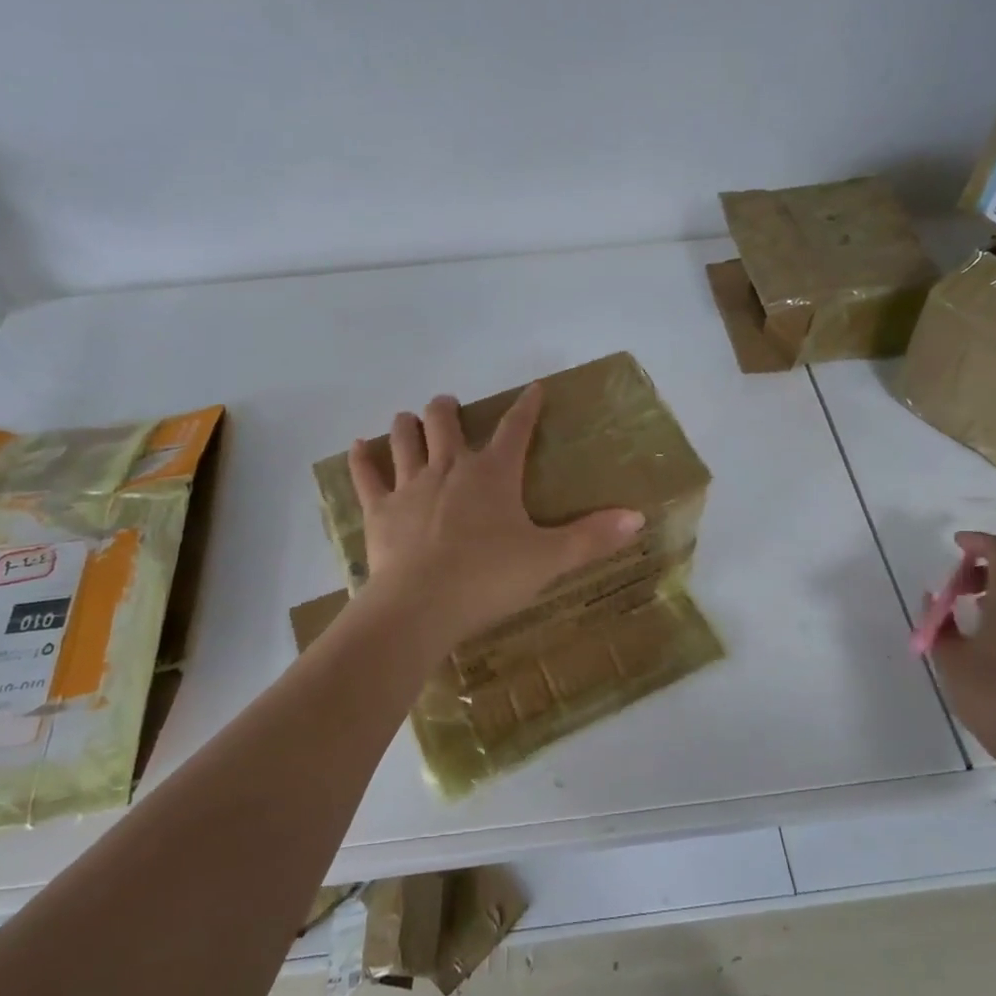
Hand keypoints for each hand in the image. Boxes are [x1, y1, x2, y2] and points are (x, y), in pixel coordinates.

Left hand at [347, 383, 645, 646]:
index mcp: (493, 474)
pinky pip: (365, 474)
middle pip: (445, 423)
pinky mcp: (379, 509)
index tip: (534, 389)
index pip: (515, 429)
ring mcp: (410, 485)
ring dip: (408, 424)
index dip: (527, 407)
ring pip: (405, 438)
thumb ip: (592, 538)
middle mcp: (450, 468)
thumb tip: (638, 517)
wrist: (421, 606)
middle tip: (448, 406)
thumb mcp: (549, 559)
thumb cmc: (489, 579)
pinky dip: (361, 457)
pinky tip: (358, 445)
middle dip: (448, 409)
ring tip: (410, 418)